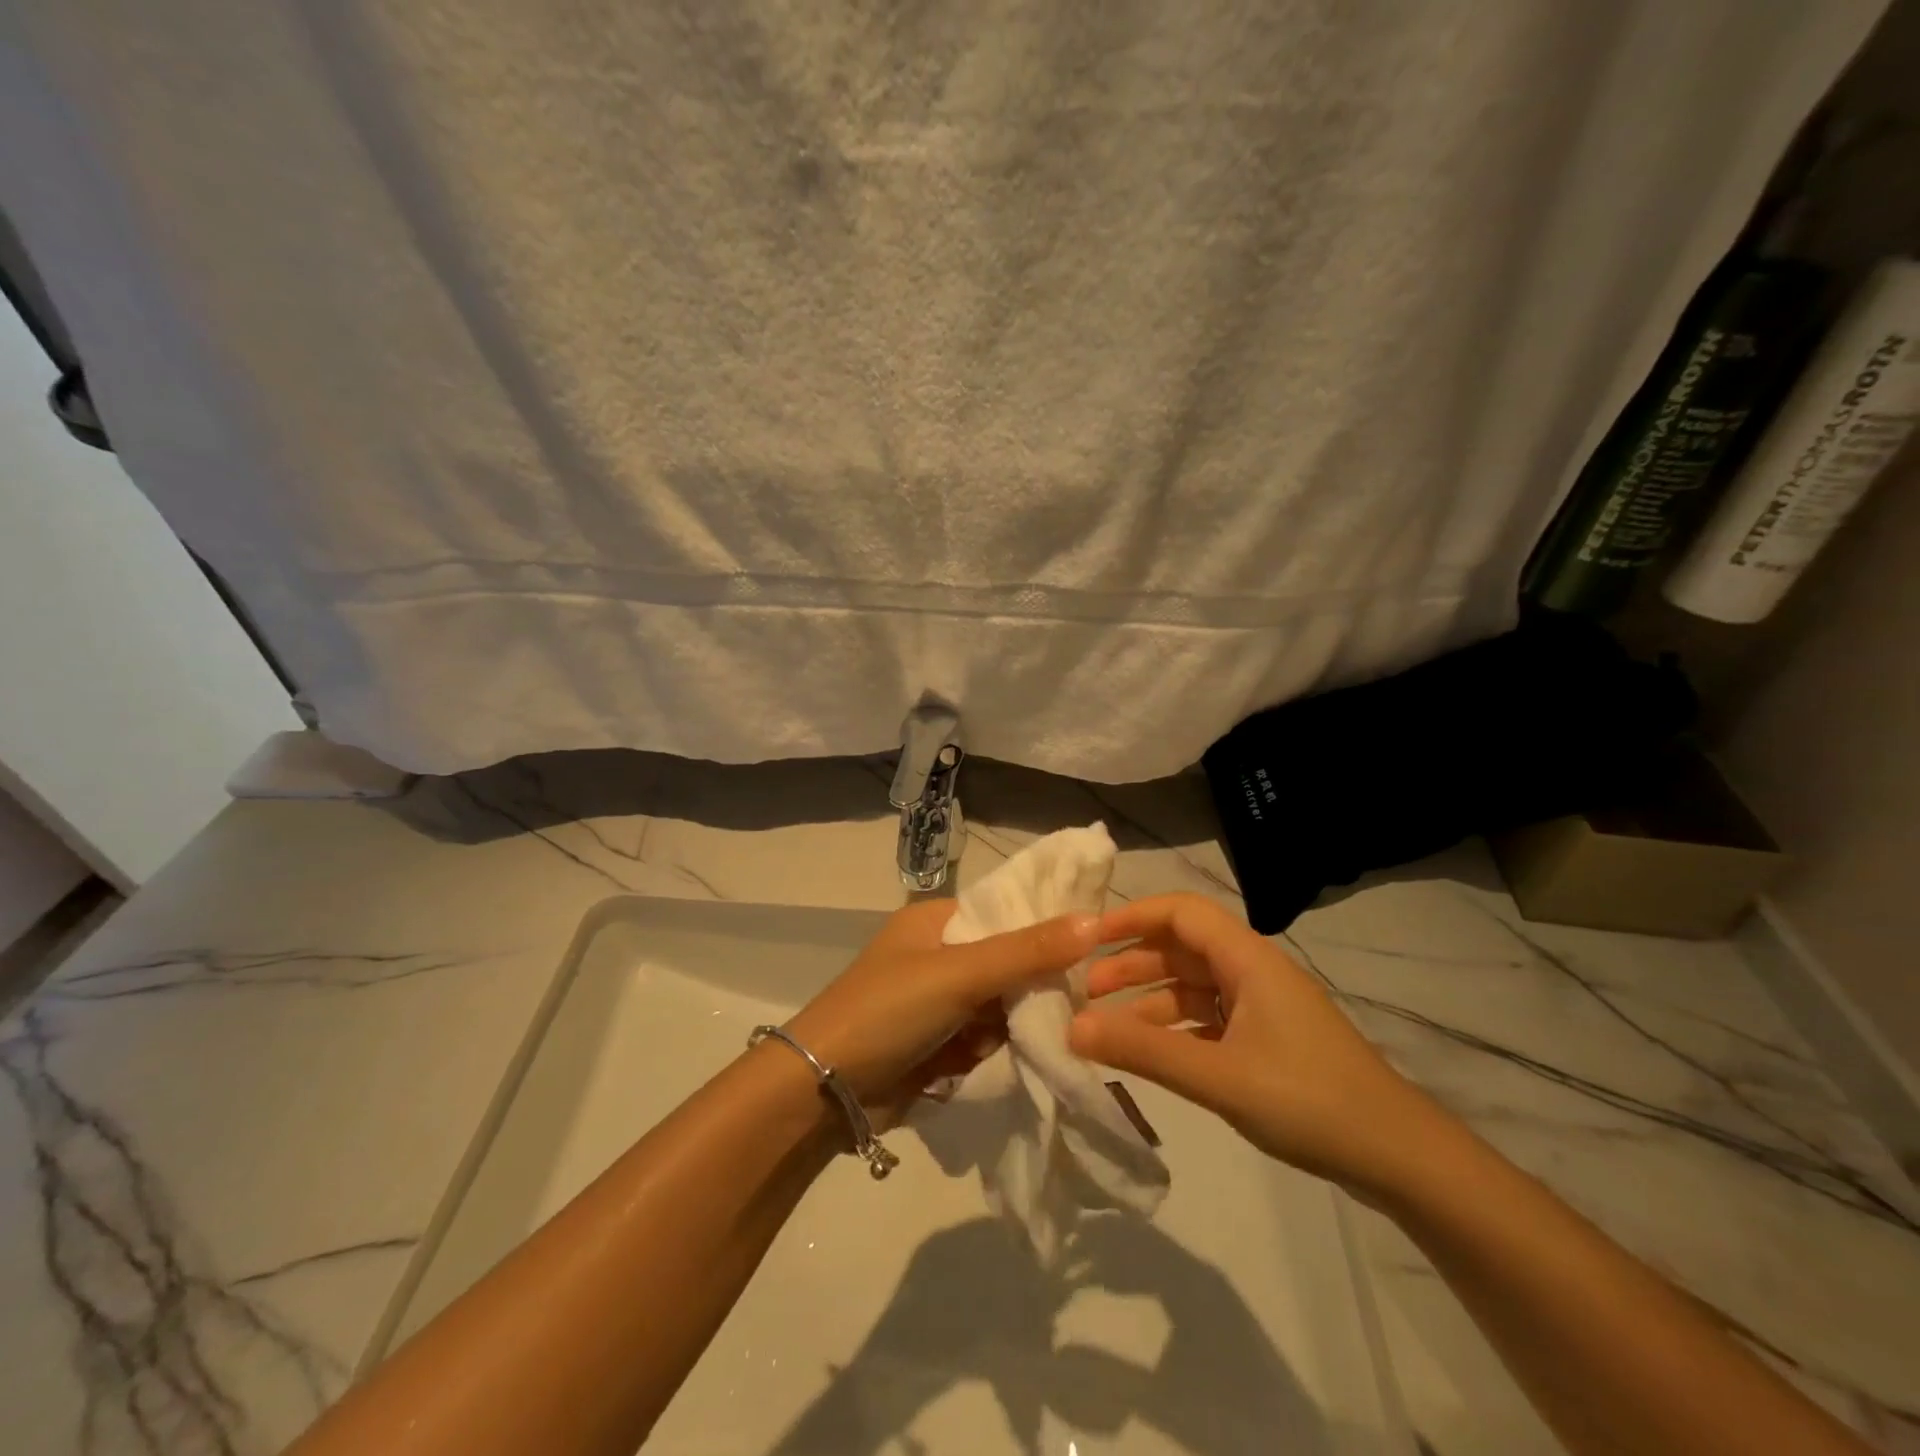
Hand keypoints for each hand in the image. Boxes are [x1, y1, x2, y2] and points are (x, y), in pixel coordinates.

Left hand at [785, 898, 1098, 1126]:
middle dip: (1030, 987)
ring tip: (1006, 1038)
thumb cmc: (887, 1011)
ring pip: (1003, 1004)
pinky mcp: (940, 1041)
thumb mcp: (959, 973)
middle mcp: (942, 953)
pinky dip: (990, 1049)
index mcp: (940, 920)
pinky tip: (983, 1060)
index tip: (1093, 947)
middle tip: (1065, 1005)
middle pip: (1010, 961)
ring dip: (1010, 1024)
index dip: (1048, 926)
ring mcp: (940, 1000)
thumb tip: (1095, 920)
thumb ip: (1027, 951)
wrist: (823, 1090)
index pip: (1009, 910)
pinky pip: (986, 1037)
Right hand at [1066, 893, 1454, 1198]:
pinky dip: (1171, 1030)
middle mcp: (1250, 972)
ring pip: (1190, 988)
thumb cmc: (1308, 1101)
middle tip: (1083, 991)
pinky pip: (1205, 1021)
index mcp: (1246, 959)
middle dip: (1130, 964)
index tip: (1086, 938)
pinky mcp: (1265, 1040)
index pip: (1180, 912)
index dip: (1131, 917)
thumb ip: (1143, 1051)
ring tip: (1102, 1027)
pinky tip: (1145, 1054)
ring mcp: (1259, 1007)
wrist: (1398, 1157)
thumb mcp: (1218, 1076)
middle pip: (1180, 949)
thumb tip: (1071, 1028)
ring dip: (1146, 1001)